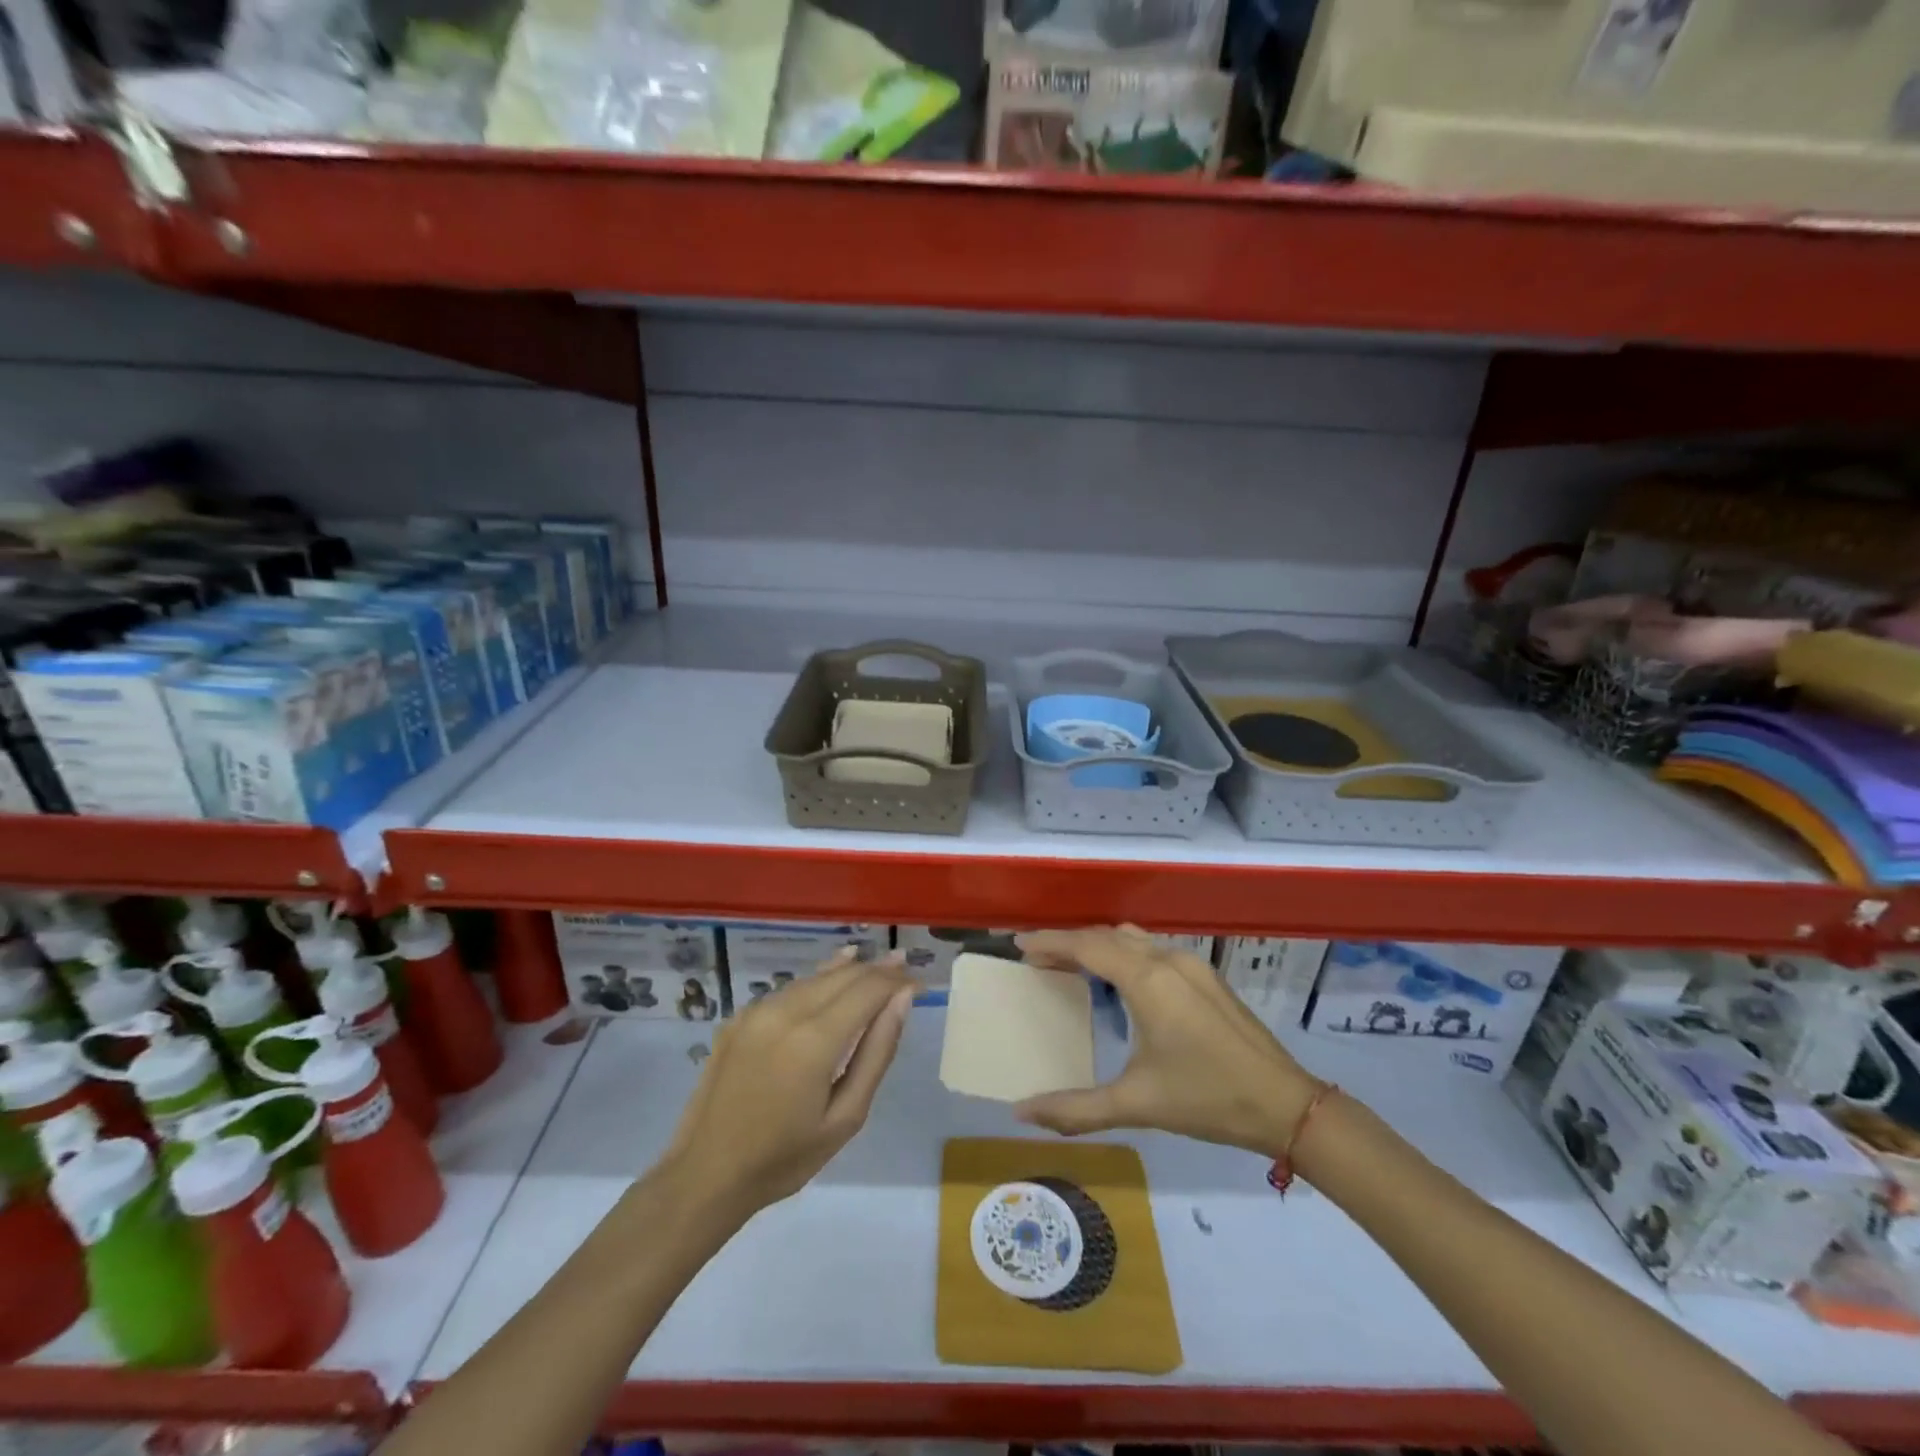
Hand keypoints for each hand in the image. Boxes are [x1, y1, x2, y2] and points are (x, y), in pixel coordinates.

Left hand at [663, 951, 912, 1218]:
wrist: (705, 1174)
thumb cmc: (784, 1158)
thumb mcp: (846, 1116)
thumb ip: (877, 1052)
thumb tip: (902, 1000)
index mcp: (814, 1039)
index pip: (869, 988)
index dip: (897, 981)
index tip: (920, 983)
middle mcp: (786, 1011)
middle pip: (844, 975)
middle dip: (878, 970)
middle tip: (906, 969)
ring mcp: (758, 1009)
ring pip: (816, 977)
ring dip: (849, 972)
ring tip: (878, 970)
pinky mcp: (740, 1016)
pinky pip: (791, 989)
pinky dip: (819, 982)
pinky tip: (833, 977)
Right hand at [1016, 927, 1321, 1155]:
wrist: (1286, 1104)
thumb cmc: (1206, 1098)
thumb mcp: (1136, 1105)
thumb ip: (1075, 1109)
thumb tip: (1021, 1112)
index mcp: (1147, 979)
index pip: (1086, 946)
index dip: (1049, 942)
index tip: (1018, 943)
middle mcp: (1167, 959)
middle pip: (1106, 936)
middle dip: (1069, 942)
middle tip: (1037, 959)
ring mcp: (1192, 964)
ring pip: (1132, 938)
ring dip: (1098, 944)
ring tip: (1071, 964)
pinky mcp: (1207, 976)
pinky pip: (1153, 948)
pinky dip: (1124, 952)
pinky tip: (1119, 979)